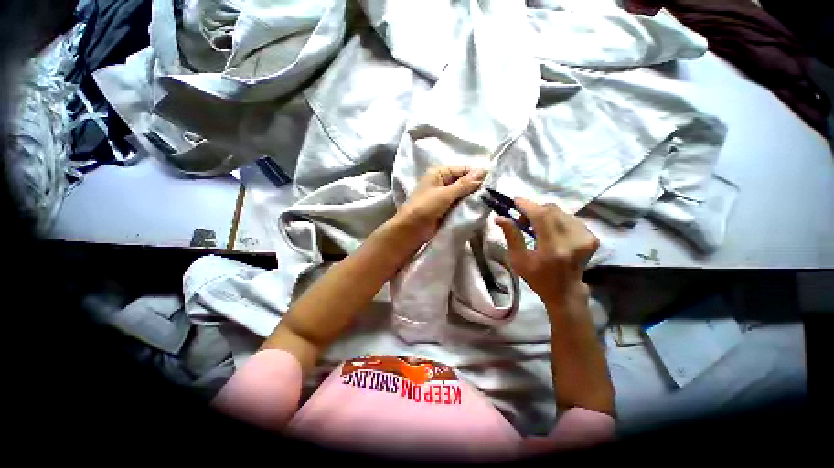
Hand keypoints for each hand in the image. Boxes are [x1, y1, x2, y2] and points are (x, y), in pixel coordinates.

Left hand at [392, 165, 486, 244]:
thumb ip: (465, 184)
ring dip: (473, 198)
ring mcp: (445, 196)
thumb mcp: (445, 194)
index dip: (478, 175)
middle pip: (465, 181)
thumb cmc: (425, 208)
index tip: (493, 184)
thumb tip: (484, 170)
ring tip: (488, 203)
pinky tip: (478, 209)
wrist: (411, 231)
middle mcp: (443, 181)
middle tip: (492, 196)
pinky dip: (468, 206)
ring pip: (464, 194)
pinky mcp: (446, 208)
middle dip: (476, 188)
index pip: (464, 169)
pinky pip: (460, 204)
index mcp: (440, 172)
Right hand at [496, 198, 598, 308]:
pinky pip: (570, 218)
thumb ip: (511, 235)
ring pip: (561, 212)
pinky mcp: (592, 237)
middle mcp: (573, 240)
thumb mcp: (518, 259)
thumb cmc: (537, 277)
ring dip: (545, 214)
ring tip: (536, 227)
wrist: (565, 291)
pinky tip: (551, 231)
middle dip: (534, 210)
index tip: (515, 201)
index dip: (527, 205)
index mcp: (553, 248)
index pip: (542, 216)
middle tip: (522, 220)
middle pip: (552, 210)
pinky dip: (556, 219)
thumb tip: (500, 217)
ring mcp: (586, 238)